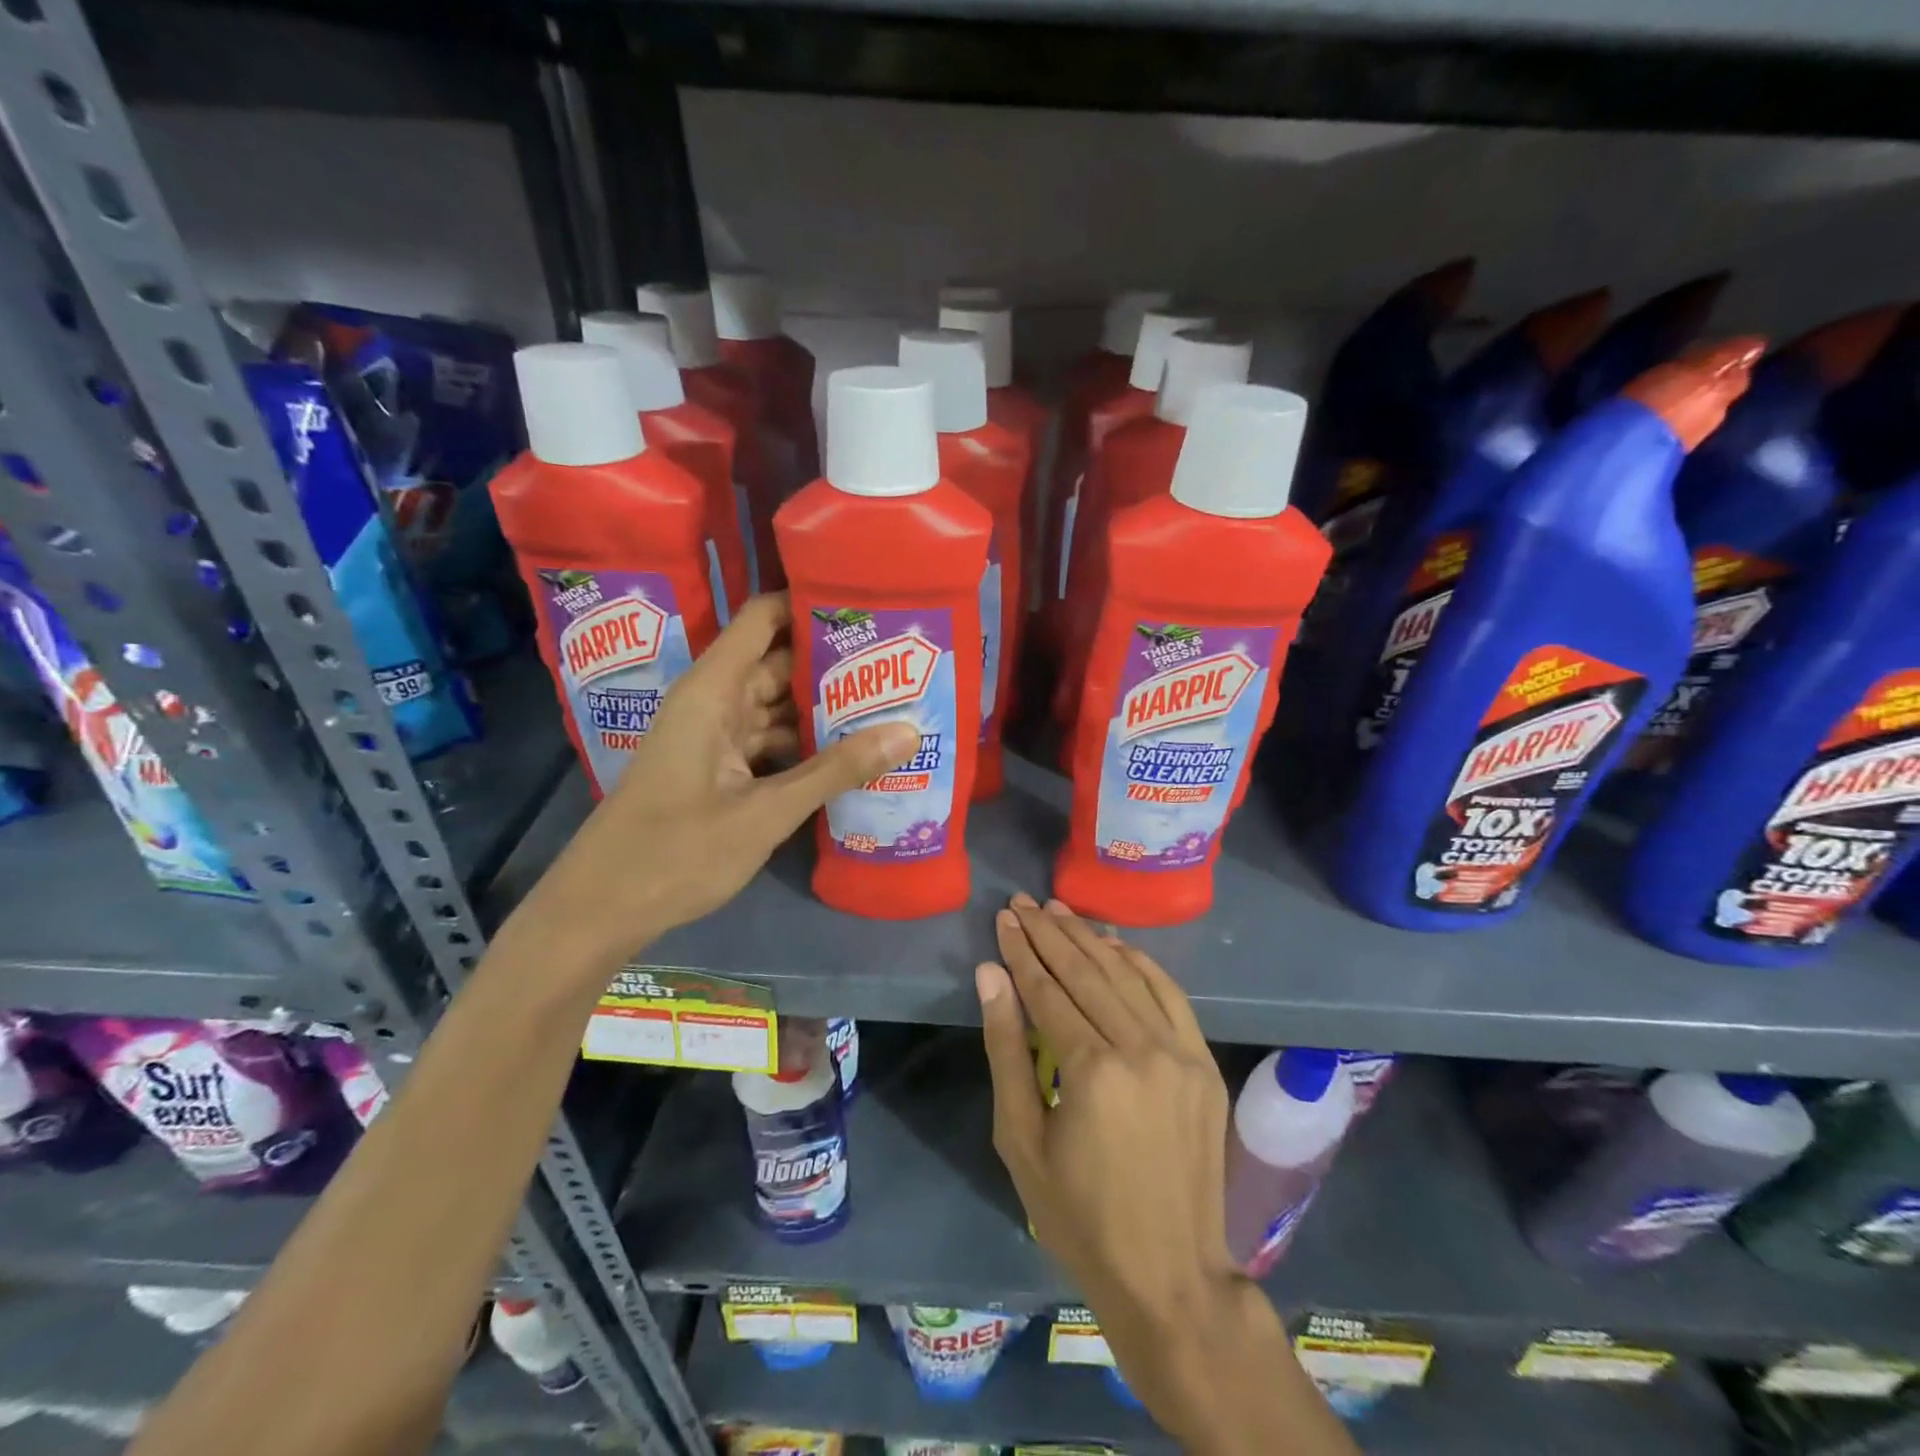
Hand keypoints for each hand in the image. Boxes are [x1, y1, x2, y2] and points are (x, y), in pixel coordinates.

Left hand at [532, 594, 918, 961]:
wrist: (603, 908)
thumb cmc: (676, 852)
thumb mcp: (766, 812)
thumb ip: (837, 770)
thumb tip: (909, 732)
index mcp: (713, 691)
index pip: (764, 618)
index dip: (810, 603)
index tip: (869, 605)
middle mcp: (713, 702)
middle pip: (779, 663)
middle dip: (835, 663)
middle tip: (900, 664)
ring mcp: (714, 736)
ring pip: (778, 706)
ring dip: (824, 709)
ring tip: (890, 704)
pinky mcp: (718, 769)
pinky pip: (769, 741)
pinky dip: (805, 745)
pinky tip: (850, 754)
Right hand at [976, 895, 1238, 1347]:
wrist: (1170, 1275)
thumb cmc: (1078, 1216)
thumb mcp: (1021, 1139)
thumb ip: (1005, 1049)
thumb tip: (990, 975)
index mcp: (1092, 1070)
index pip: (1048, 989)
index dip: (1022, 951)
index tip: (1004, 919)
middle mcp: (1140, 1047)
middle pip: (1087, 972)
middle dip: (1050, 933)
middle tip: (1024, 903)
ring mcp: (1180, 1052)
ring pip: (1127, 975)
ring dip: (1090, 938)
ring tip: (1059, 911)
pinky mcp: (1204, 1062)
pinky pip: (1170, 995)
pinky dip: (1141, 963)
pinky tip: (1115, 943)